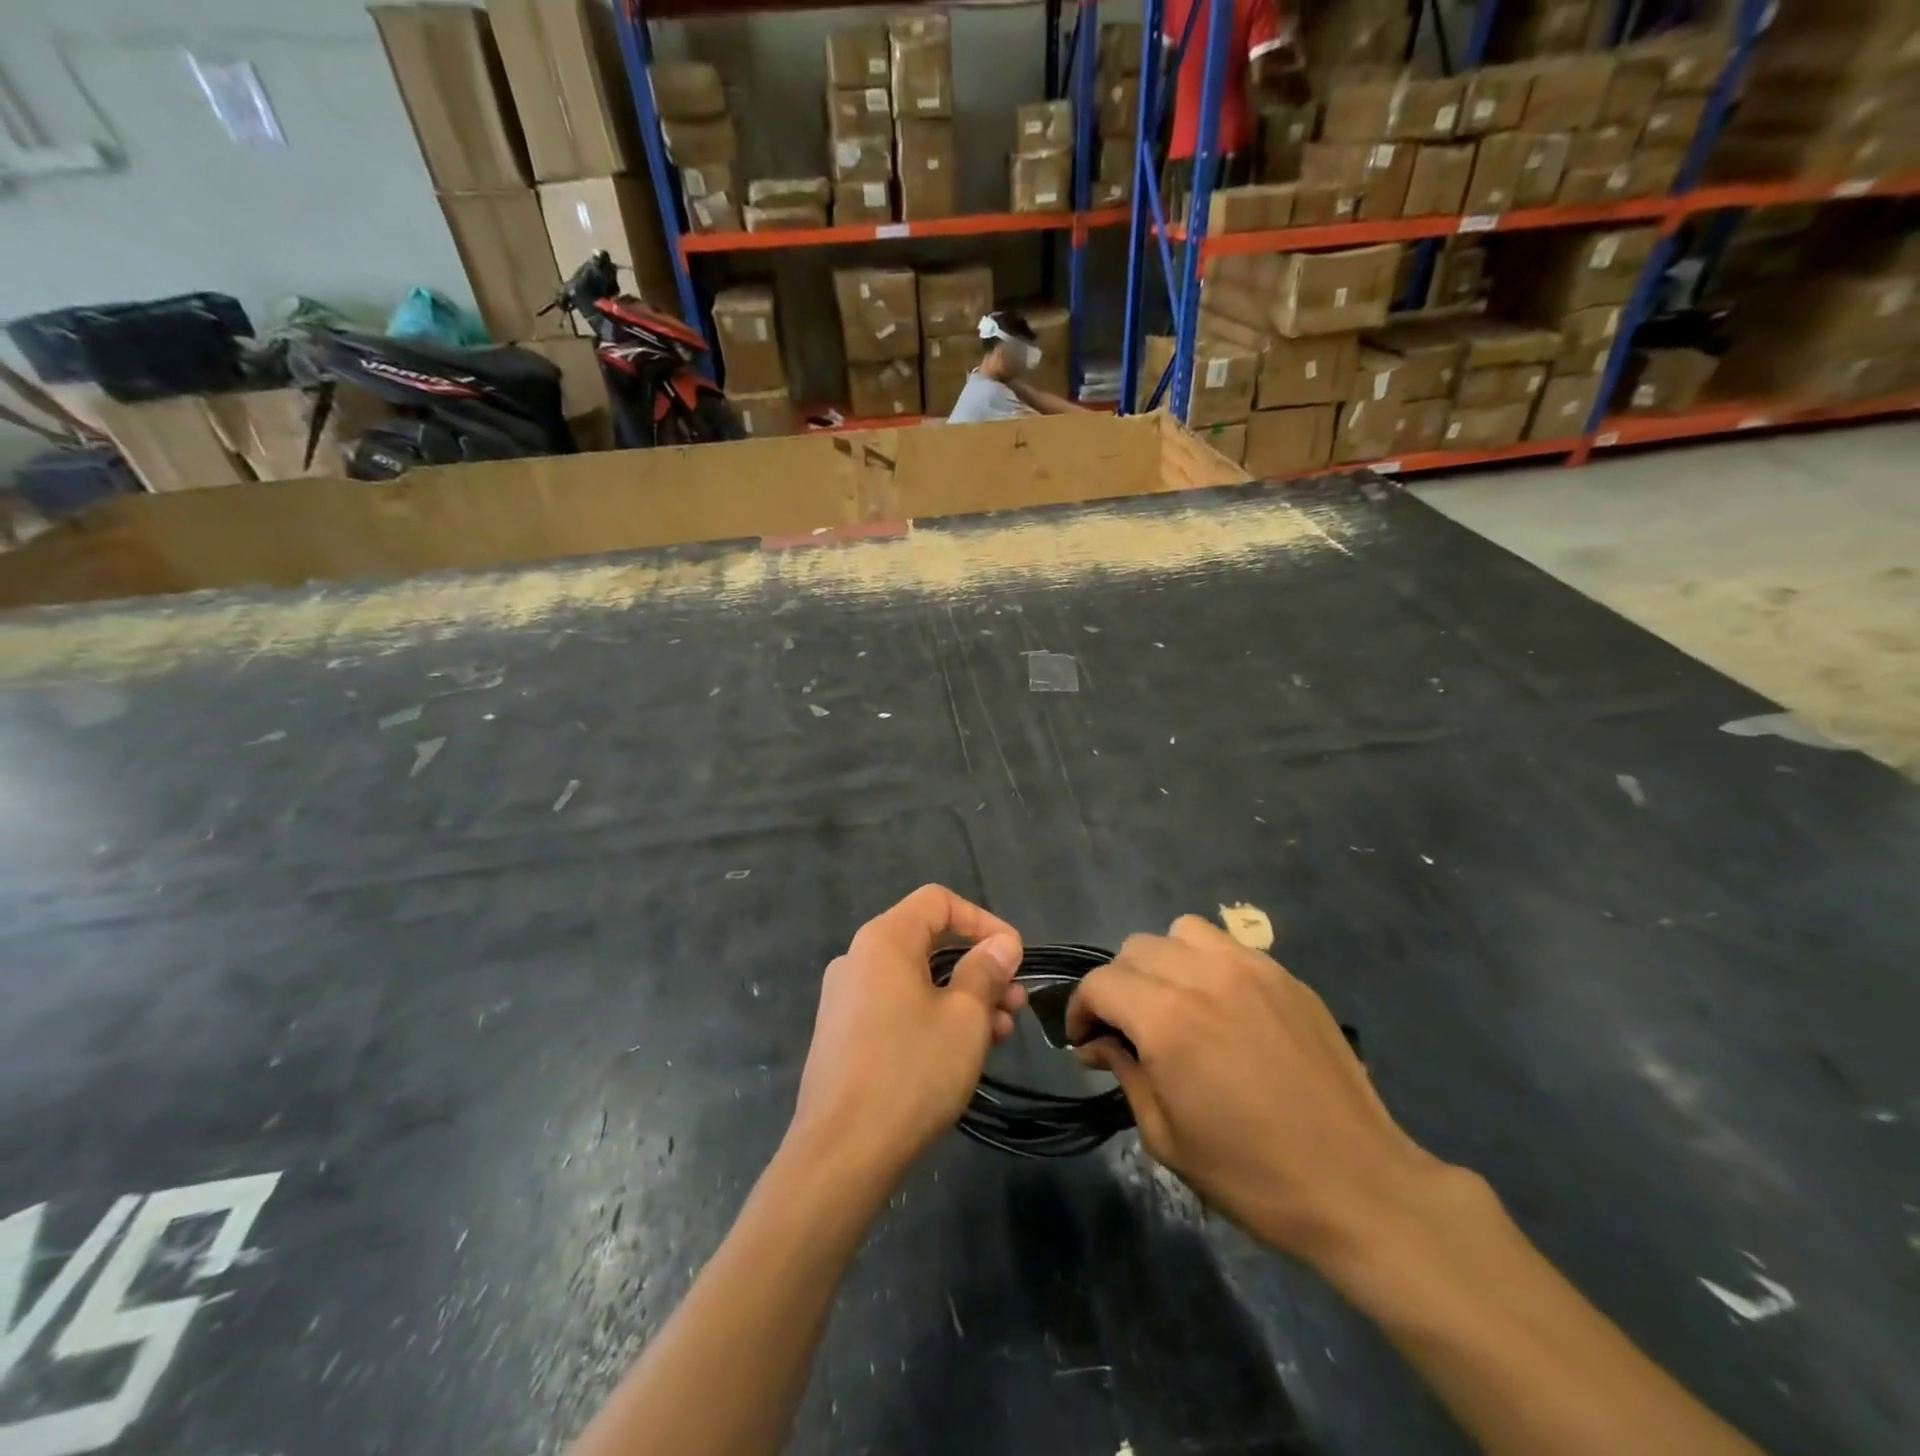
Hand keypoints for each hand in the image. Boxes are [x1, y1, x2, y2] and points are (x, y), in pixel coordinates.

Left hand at [788, 885, 1026, 1183]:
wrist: (841, 1152)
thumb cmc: (911, 1071)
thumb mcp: (965, 1018)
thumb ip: (985, 971)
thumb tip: (1002, 944)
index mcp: (884, 940)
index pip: (938, 901)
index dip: (983, 920)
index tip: (1014, 956)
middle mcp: (859, 958)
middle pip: (928, 942)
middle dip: (978, 966)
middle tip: (1016, 1001)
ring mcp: (847, 998)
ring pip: (916, 979)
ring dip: (962, 996)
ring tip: (1002, 1031)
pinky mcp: (845, 1034)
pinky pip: (897, 1007)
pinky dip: (934, 1016)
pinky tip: (964, 1050)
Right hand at [1068, 916, 1444, 1265]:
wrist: (1358, 1187)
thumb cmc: (1251, 1176)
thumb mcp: (1166, 1136)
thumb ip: (1125, 1073)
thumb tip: (1100, 1042)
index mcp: (1167, 1019)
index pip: (1101, 983)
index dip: (1081, 1009)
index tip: (1085, 1041)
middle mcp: (1204, 976)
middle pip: (1136, 949)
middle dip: (1118, 986)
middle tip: (1127, 1029)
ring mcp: (1251, 969)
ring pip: (1181, 932)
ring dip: (1163, 962)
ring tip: (1174, 1003)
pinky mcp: (1286, 976)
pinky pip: (1228, 946)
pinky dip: (1207, 964)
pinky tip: (1222, 1007)